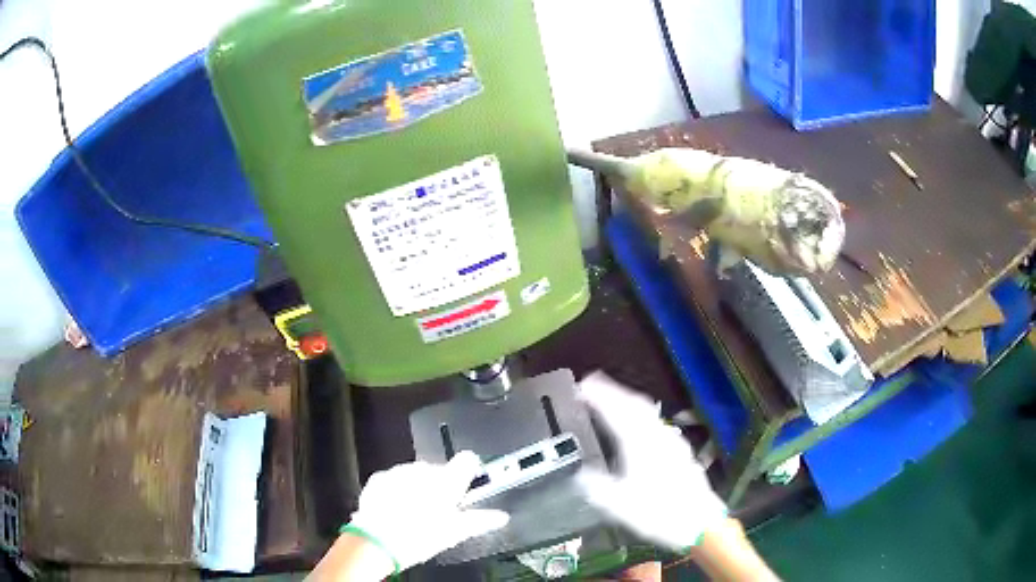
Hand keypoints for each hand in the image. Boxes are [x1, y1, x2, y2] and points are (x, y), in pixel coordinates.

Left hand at [345, 451, 509, 573]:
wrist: (378, 541)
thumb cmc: (419, 536)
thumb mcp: (455, 532)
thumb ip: (480, 521)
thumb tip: (499, 517)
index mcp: (447, 481)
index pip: (468, 460)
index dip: (471, 471)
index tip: (470, 484)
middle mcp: (424, 470)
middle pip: (441, 470)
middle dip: (443, 486)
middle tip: (441, 510)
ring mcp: (400, 472)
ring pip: (417, 475)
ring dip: (421, 488)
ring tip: (418, 513)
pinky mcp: (381, 477)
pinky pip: (396, 479)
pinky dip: (399, 490)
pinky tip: (399, 510)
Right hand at [576, 373, 726, 550]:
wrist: (699, 522)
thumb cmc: (658, 513)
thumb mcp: (619, 505)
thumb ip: (596, 487)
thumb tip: (580, 475)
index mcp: (639, 445)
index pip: (616, 411)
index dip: (599, 395)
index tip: (582, 385)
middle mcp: (657, 436)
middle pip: (635, 403)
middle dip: (613, 390)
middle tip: (593, 383)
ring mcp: (671, 441)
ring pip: (648, 411)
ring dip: (628, 399)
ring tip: (612, 398)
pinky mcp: (679, 450)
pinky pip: (656, 421)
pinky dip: (640, 413)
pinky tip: (639, 423)